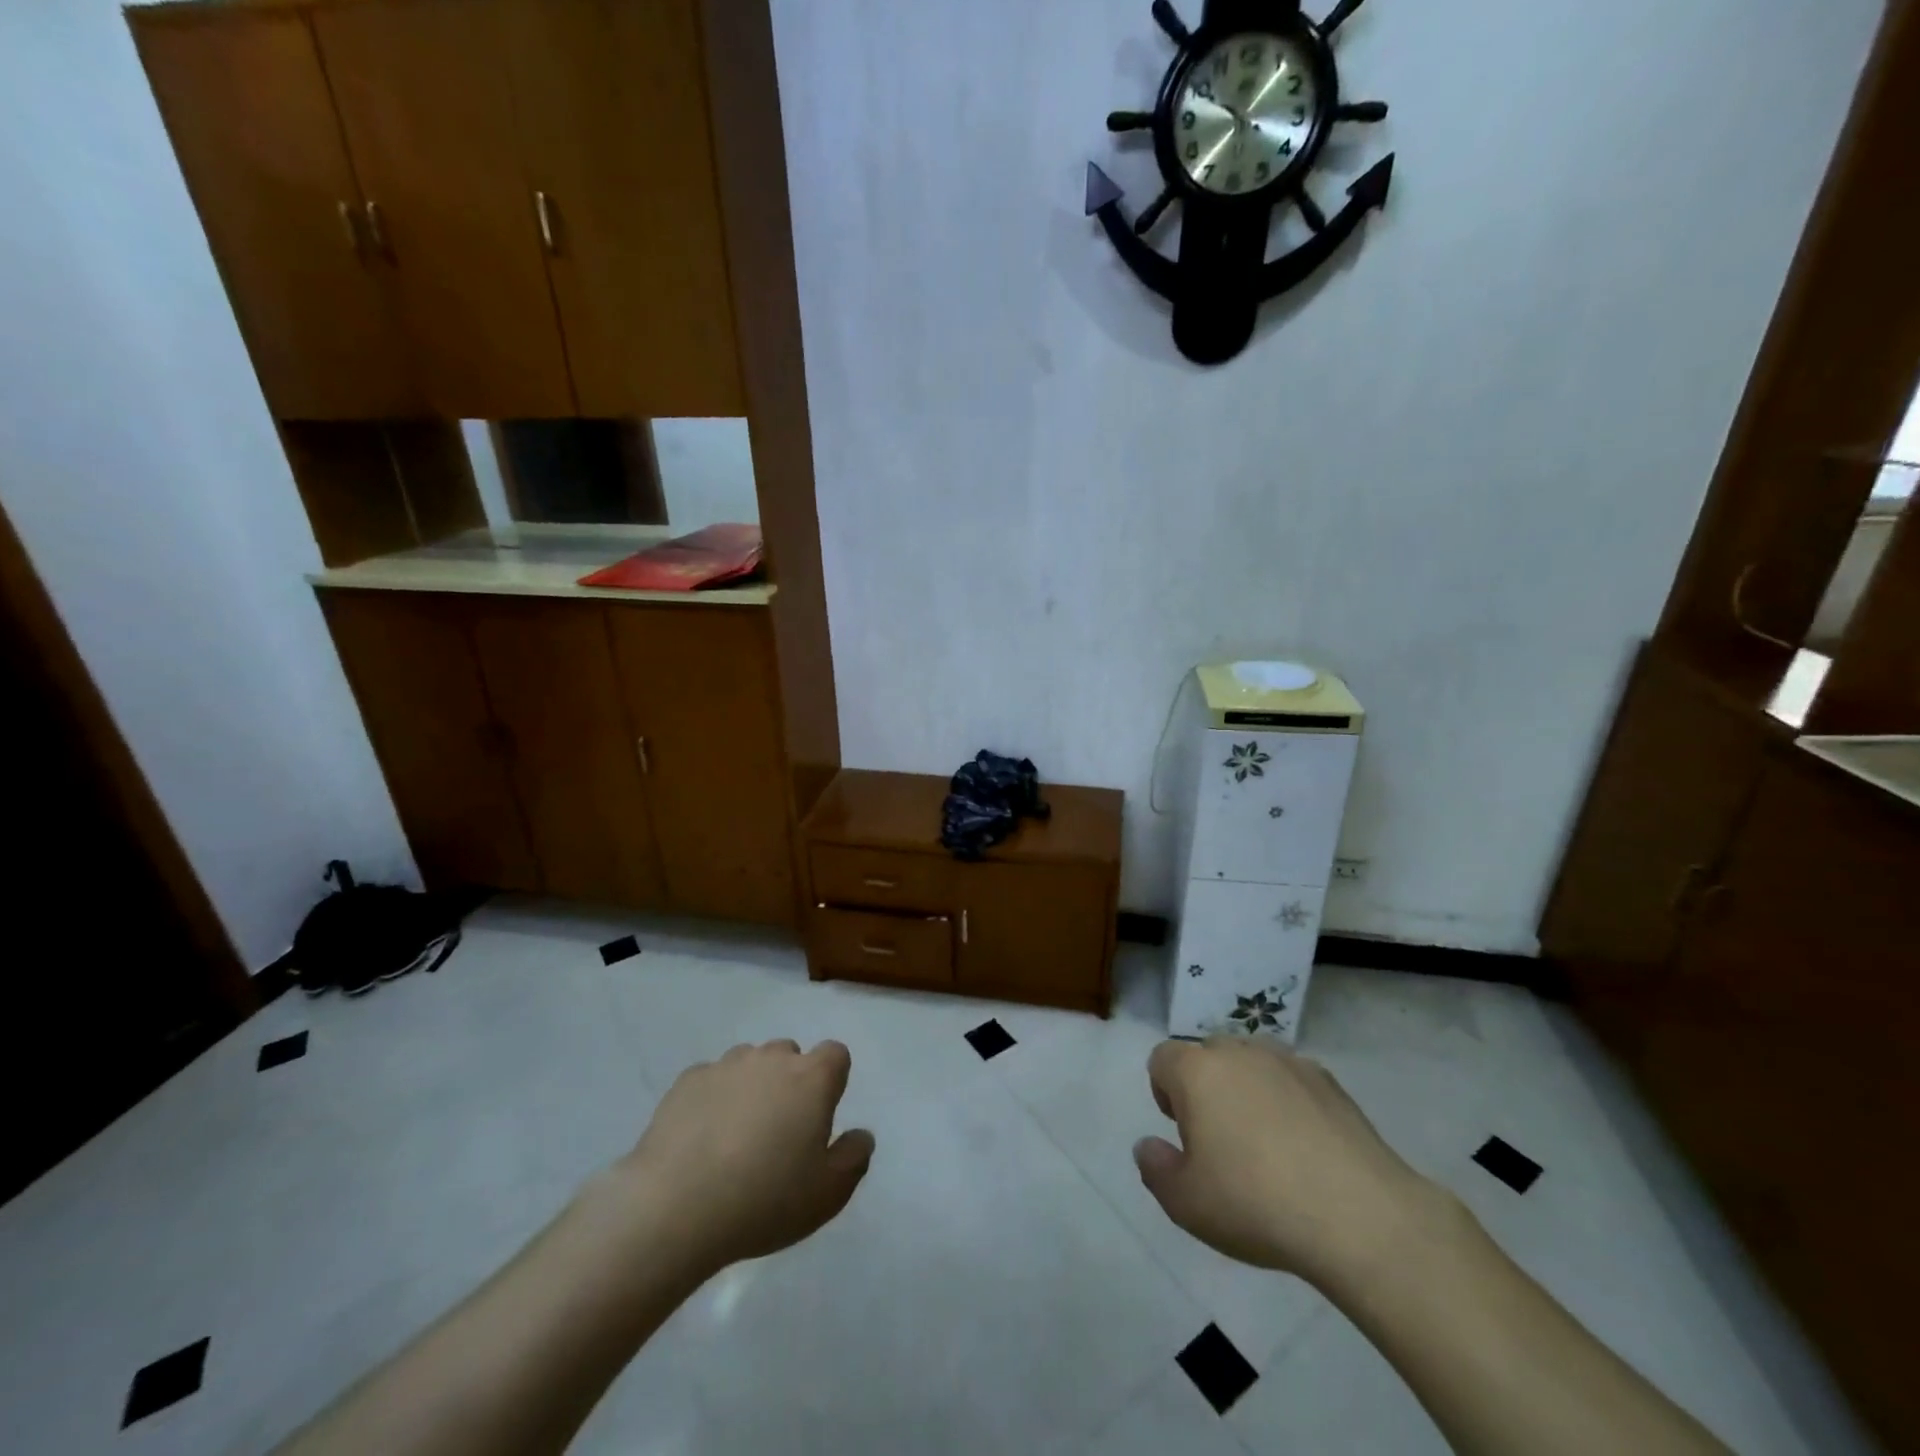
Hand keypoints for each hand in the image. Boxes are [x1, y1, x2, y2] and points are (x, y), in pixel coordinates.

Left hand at [615, 1039, 874, 1274]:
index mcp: (812, 1078)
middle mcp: (772, 1058)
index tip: (820, 1116)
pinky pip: (711, 1079)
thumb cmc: (764, 1200)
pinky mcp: (687, 1081)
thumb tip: (861, 1134)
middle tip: (779, 1132)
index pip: (836, 1054)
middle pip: (790, 1054)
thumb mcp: (828, 1194)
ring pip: (750, 1063)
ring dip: (751, 1087)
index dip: (832, 1081)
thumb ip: (854, 1157)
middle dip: (790, 1082)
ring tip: (736, 1136)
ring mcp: (726, 1065)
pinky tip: (701, 1139)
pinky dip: (713, 1098)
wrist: (674, 1208)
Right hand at [1134, 1037, 1449, 1289]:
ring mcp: (1288, 1061)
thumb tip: (1149, 1146)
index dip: (1165, 1092)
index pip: (1163, 1059)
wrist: (1359, 1216)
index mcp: (1197, 1071)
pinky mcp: (1330, 1081)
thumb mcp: (1186, 1203)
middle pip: (1208, 1055)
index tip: (1182, 1134)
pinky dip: (1289, 1101)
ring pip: (1252, 1063)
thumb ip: (1155, 1169)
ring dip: (1248, 1089)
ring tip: (1265, 1142)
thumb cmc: (1256, 1203)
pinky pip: (1292, 1080)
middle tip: (1220, 1141)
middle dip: (1206, 1087)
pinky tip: (1305, 1148)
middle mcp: (1239, 1052)